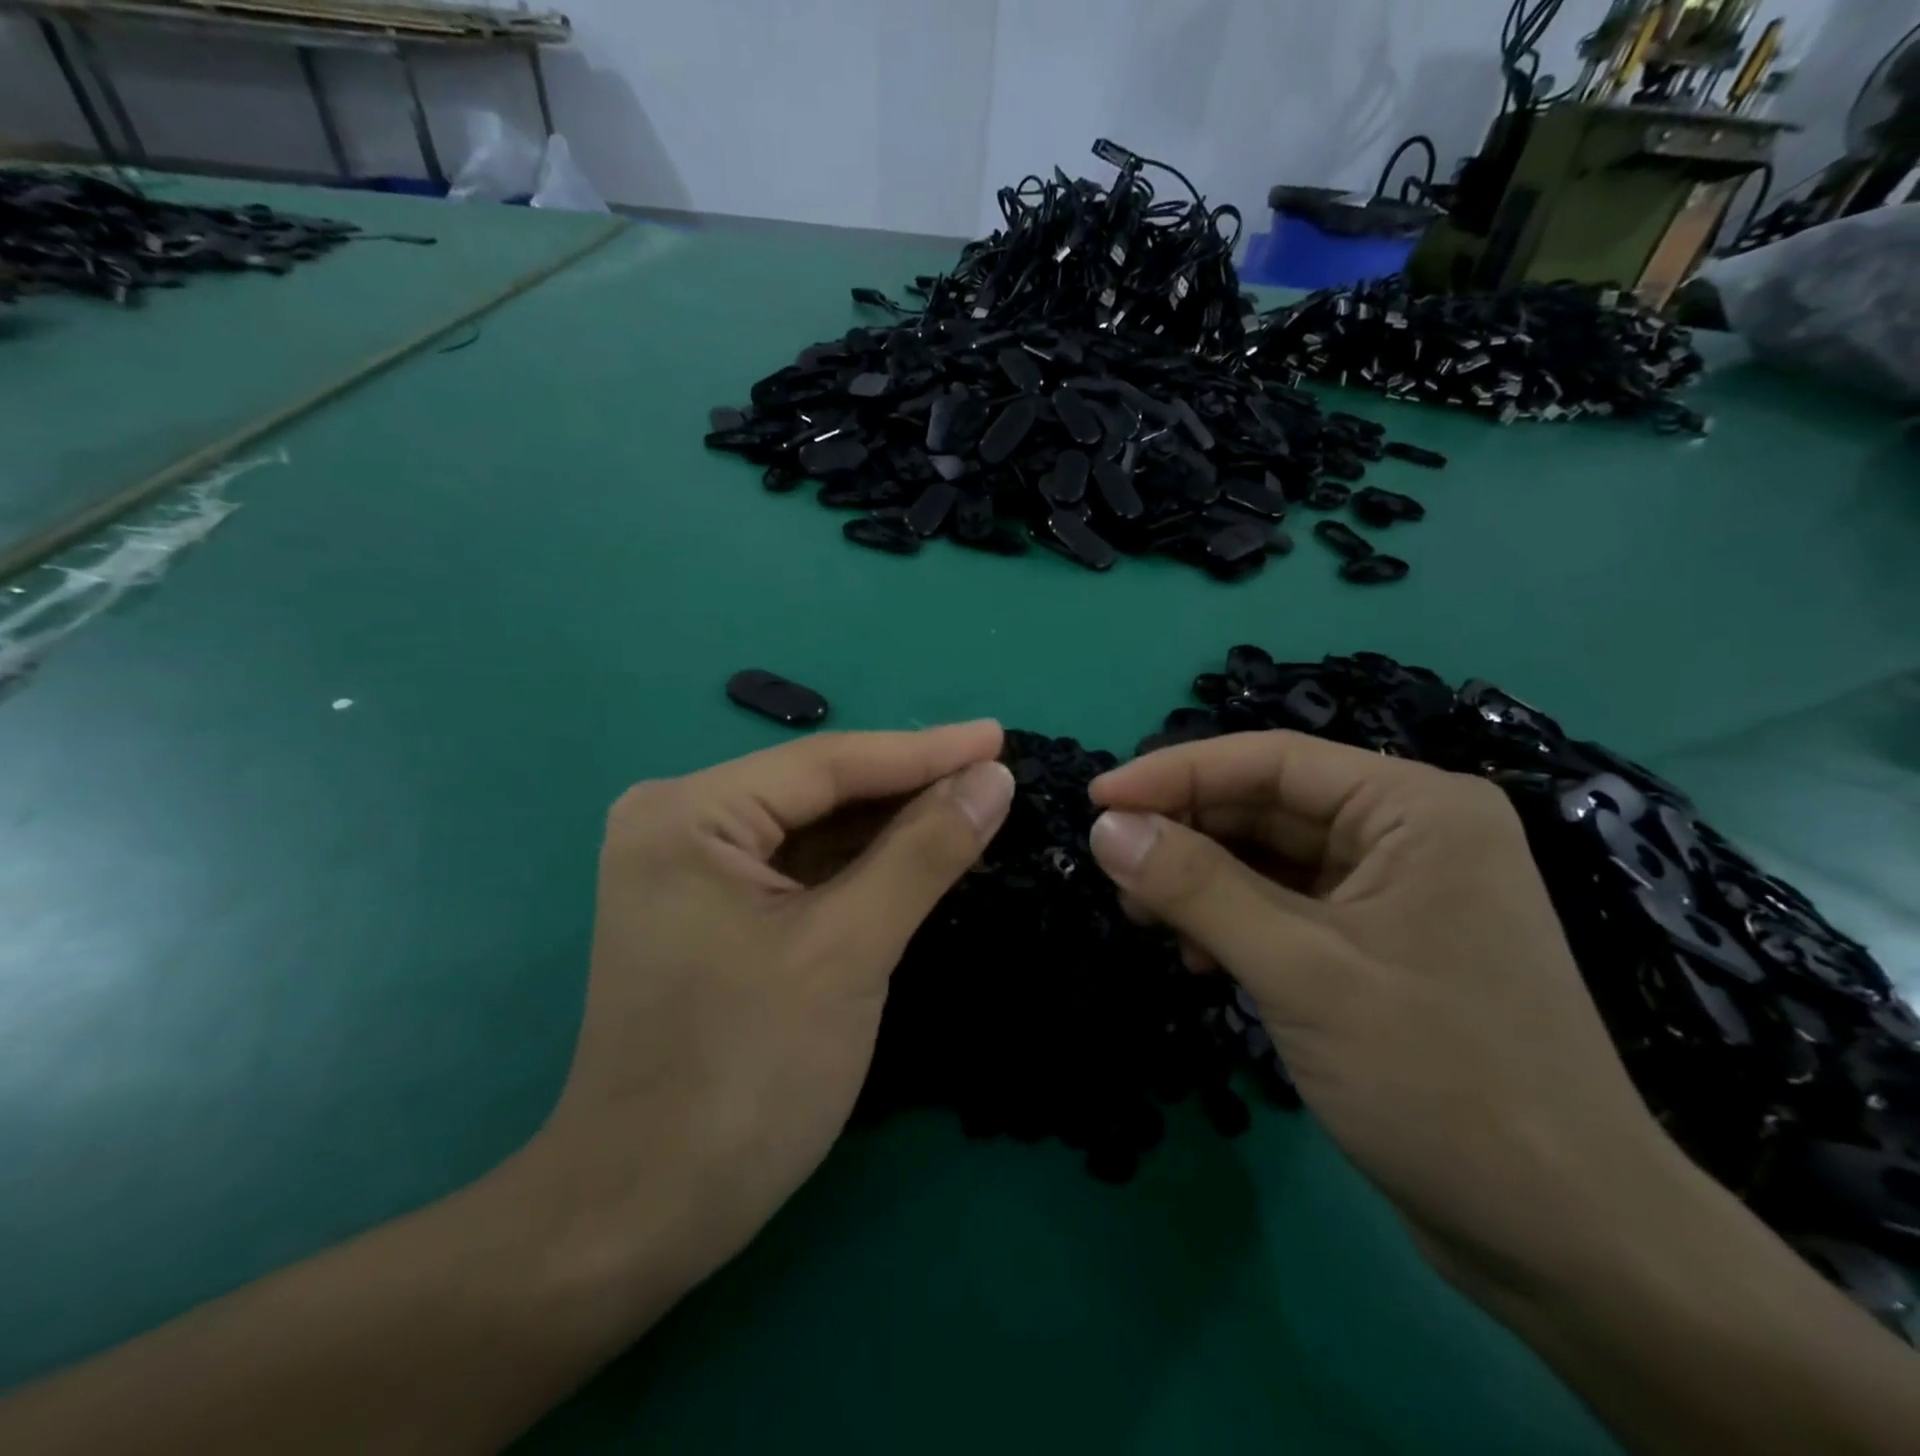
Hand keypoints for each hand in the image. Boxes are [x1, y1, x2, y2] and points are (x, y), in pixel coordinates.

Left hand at [535, 723, 1013, 1289]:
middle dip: (912, 788)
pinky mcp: (708, 911)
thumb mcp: (849, 950)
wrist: (642, 1214)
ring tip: (976, 805)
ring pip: (815, 830)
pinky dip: (862, 867)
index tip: (1001, 736)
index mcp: (690, 814)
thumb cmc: (746, 1075)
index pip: (830, 763)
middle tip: (998, 772)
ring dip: (893, 827)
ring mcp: (690, 869)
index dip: (926, 751)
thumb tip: (993, 778)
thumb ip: (925, 852)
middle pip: (820, 791)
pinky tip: (920, 854)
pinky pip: (800, 870)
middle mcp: (679, 823)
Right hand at [1085, 731, 1685, 1303]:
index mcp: (1415, 808)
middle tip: (1114, 869)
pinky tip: (1202, 956)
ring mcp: (1397, 891)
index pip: (1270, 760)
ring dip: (1202, 881)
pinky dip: (1234, 921)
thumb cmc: (1440, 1081)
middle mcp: (1410, 833)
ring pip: (1270, 857)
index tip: (1096, 801)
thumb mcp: (1300, 970)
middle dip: (1186, 833)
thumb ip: (1196, 887)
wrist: (1567, 1240)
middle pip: (1267, 805)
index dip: (1174, 773)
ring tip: (1145, 917)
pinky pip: (1286, 905)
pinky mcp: (1381, 945)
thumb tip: (1105, 828)